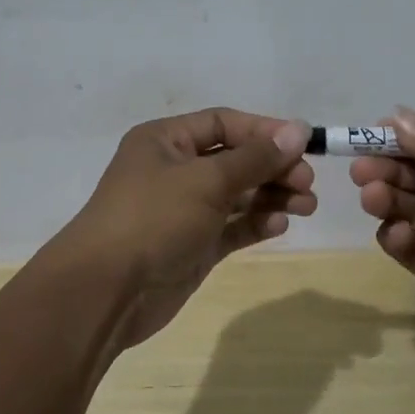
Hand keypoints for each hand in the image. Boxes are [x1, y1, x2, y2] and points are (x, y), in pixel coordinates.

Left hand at [56, 108, 314, 349]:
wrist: (106, 291)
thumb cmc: (154, 218)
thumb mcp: (206, 180)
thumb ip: (255, 157)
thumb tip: (297, 128)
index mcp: (166, 141)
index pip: (223, 123)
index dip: (264, 131)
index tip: (304, 144)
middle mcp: (174, 170)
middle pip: (234, 159)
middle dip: (273, 167)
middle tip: (307, 182)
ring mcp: (183, 210)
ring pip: (236, 195)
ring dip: (271, 196)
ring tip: (307, 206)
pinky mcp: (193, 245)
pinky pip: (231, 227)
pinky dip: (255, 223)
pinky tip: (279, 225)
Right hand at [351, 107, 414, 376]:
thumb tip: (399, 116)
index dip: (411, 137)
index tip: (375, 132)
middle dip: (391, 168)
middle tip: (362, 168)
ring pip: (409, 208)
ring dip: (388, 198)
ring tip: (373, 195)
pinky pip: (407, 247)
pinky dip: (394, 237)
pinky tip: (395, 233)